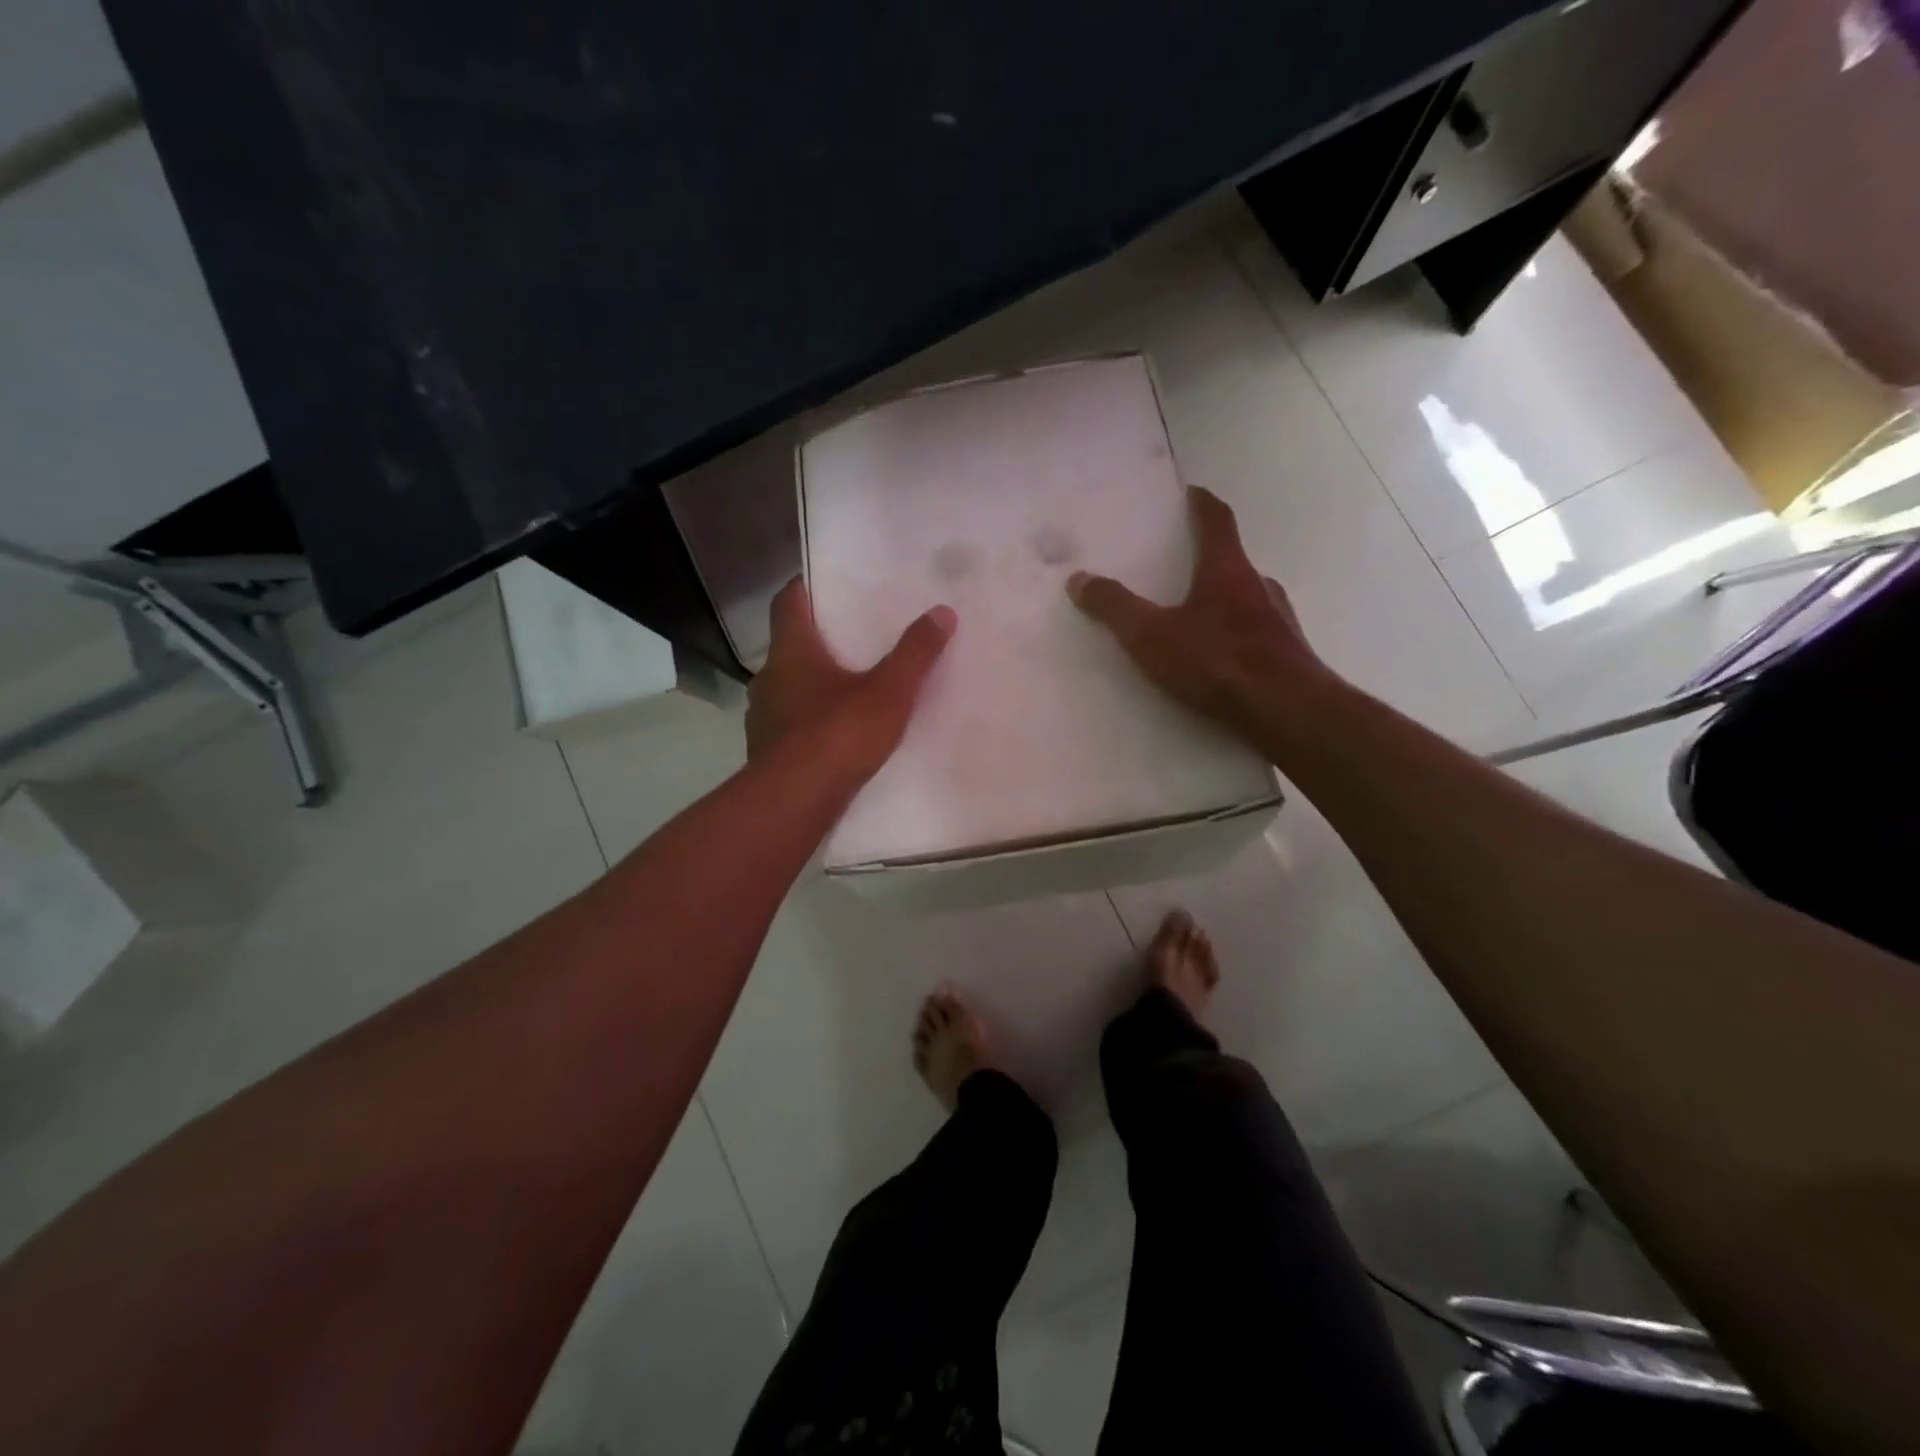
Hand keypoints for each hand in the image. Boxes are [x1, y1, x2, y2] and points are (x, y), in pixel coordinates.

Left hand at [747, 577, 956, 780]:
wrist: (794, 801)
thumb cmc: (838, 734)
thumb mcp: (889, 691)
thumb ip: (915, 653)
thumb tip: (942, 612)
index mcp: (792, 651)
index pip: (788, 601)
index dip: (805, 587)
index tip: (827, 582)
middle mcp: (770, 677)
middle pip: (791, 645)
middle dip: (819, 639)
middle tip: (855, 637)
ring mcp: (763, 716)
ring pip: (789, 686)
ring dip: (814, 683)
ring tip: (851, 687)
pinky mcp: (767, 750)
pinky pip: (791, 722)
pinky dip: (810, 719)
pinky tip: (837, 734)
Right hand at [1067, 485, 1335, 749]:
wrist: (1286, 711)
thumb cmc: (1218, 661)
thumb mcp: (1151, 636)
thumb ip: (1115, 607)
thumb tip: (1079, 579)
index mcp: (1227, 569)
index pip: (1217, 520)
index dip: (1201, 503)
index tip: (1191, 492)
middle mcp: (1259, 585)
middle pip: (1232, 560)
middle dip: (1207, 559)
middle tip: (1179, 566)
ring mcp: (1279, 619)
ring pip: (1246, 598)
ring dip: (1222, 600)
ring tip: (1193, 617)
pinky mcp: (1288, 653)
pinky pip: (1254, 632)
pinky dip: (1234, 634)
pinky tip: (1218, 658)